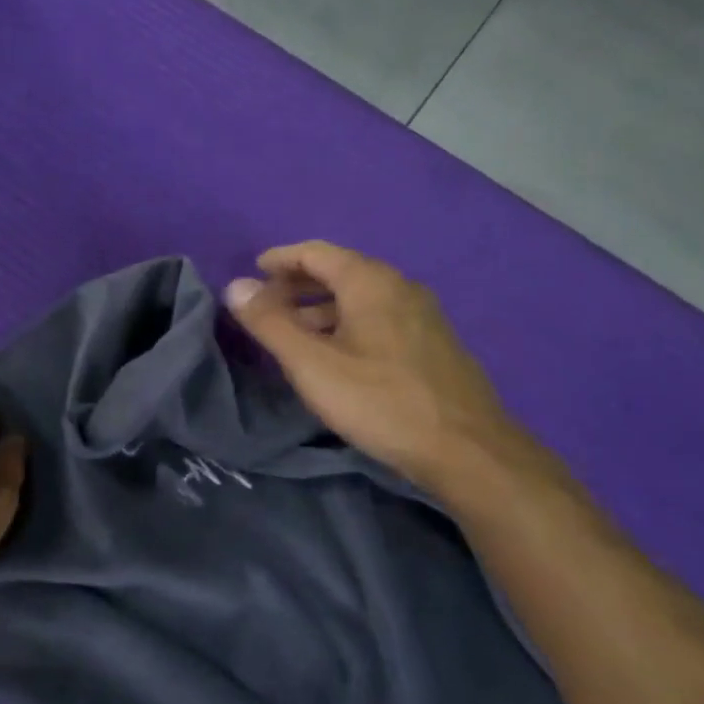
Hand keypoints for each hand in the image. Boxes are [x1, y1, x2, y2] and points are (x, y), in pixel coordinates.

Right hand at [225, 241, 513, 489]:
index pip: (316, 252)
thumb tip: (236, 286)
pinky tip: (338, 355)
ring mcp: (423, 314)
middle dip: (298, 285)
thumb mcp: (312, 364)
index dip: (280, 259)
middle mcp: (400, 286)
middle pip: (340, 271)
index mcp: (370, 281)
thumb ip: (270, 323)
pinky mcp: (433, 343)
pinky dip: (348, 323)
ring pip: (361, 298)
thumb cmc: (380, 401)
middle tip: (267, 306)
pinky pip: (380, 317)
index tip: (253, 273)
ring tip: (294, 335)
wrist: (467, 451)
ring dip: (322, 308)